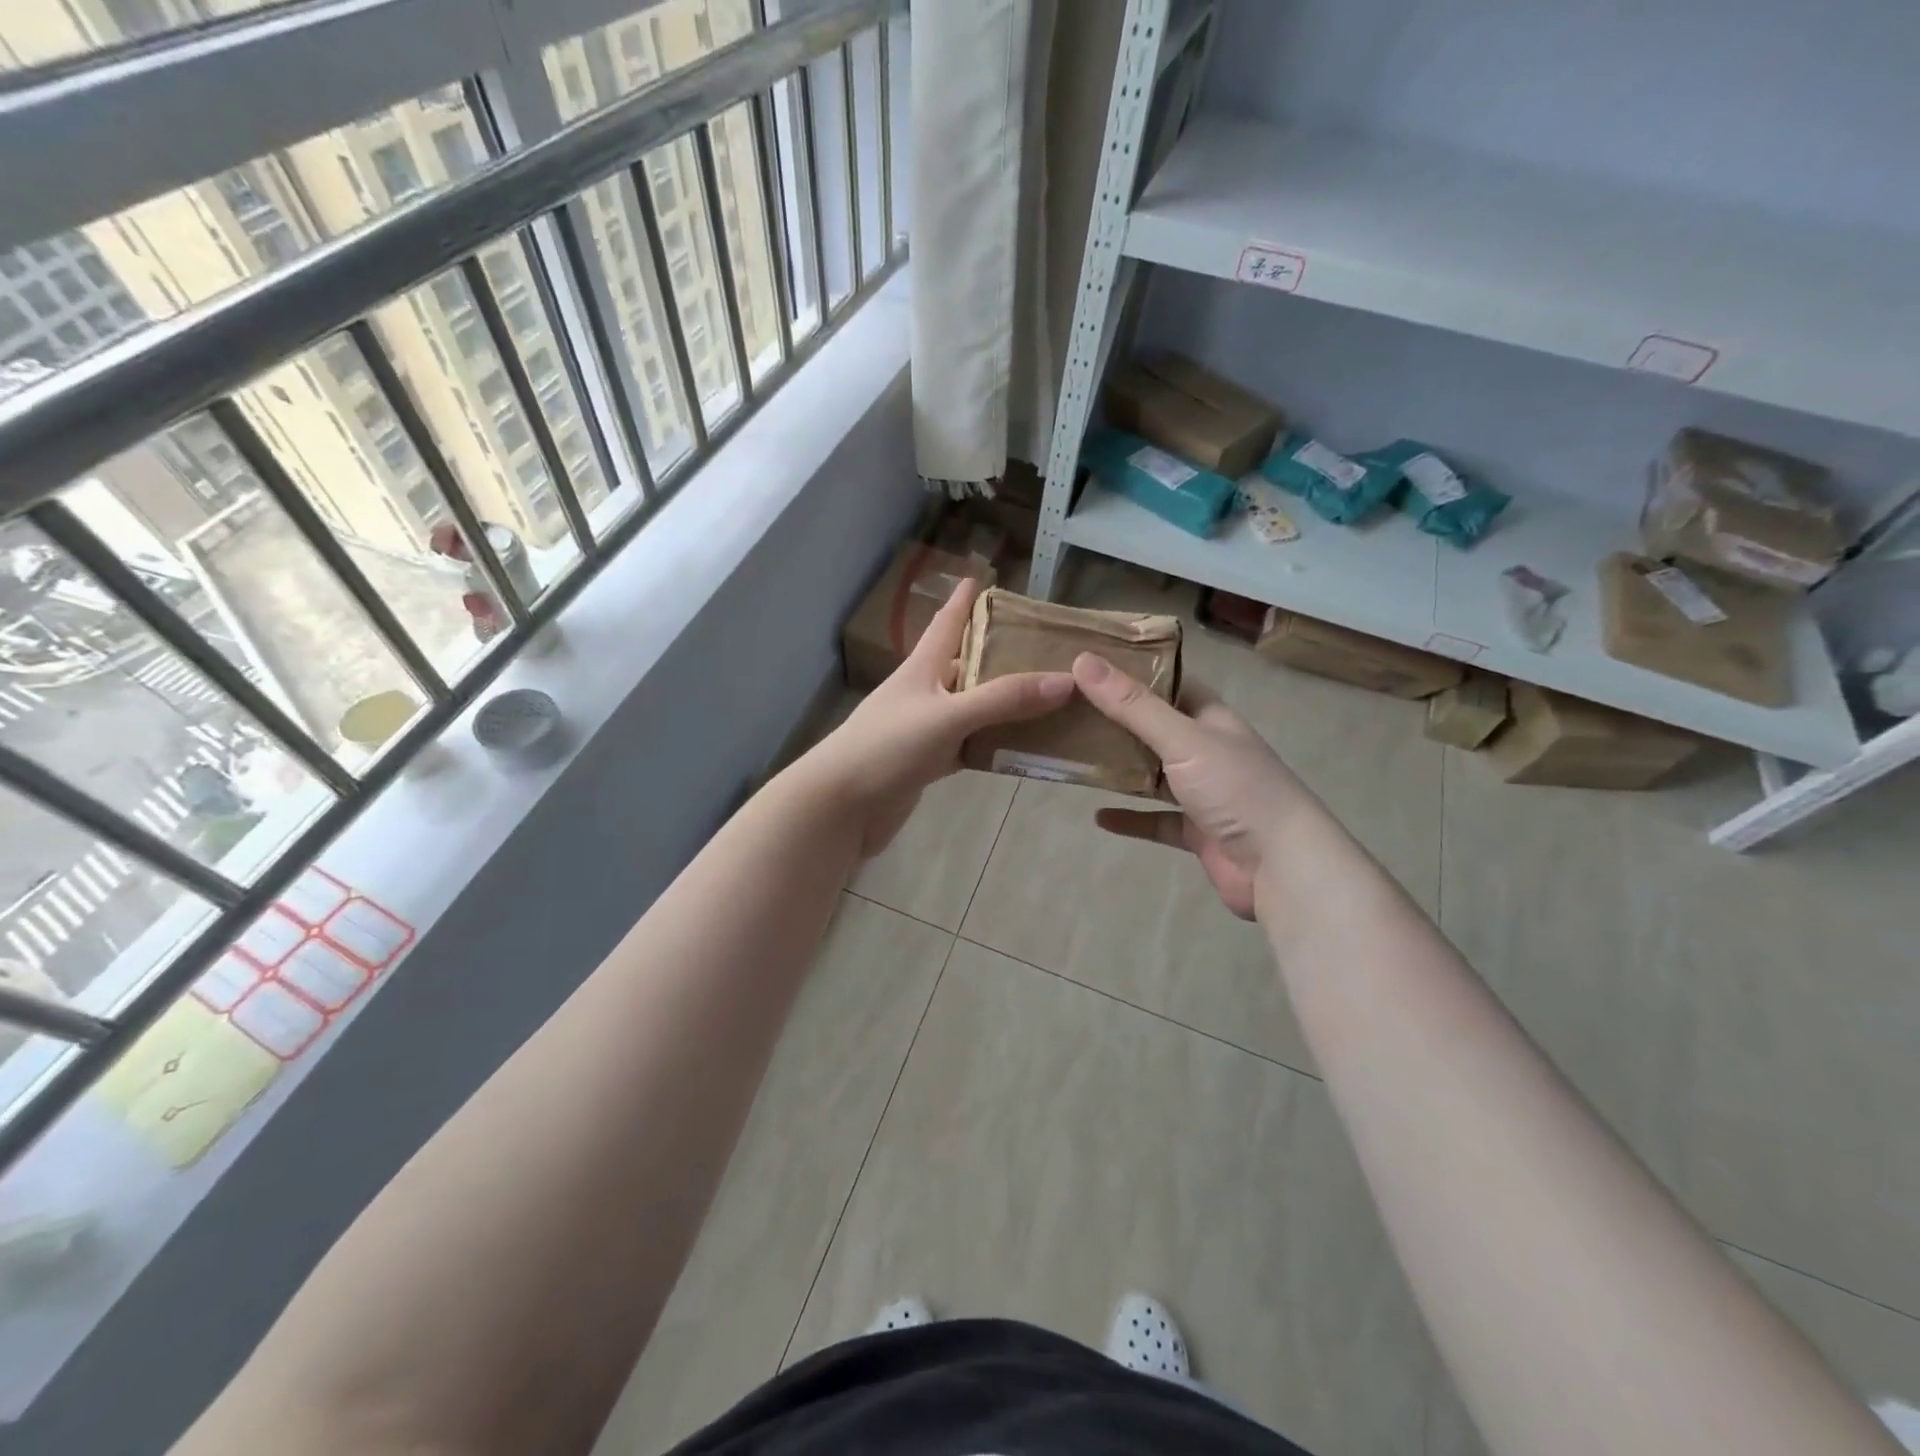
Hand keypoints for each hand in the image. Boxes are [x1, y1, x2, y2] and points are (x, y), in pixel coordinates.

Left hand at [802, 577, 1074, 856]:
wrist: (841, 806)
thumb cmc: (887, 748)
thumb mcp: (948, 716)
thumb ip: (1003, 700)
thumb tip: (1066, 681)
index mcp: (922, 668)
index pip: (947, 623)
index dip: (964, 600)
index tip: (984, 578)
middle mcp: (924, 693)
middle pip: (966, 665)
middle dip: (999, 654)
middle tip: (1044, 647)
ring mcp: (925, 730)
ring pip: (972, 708)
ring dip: (1003, 703)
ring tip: (1048, 695)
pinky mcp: (927, 763)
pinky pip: (969, 746)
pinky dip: (994, 744)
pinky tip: (1022, 746)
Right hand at [1072, 653, 1316, 919]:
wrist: (1282, 867)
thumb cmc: (1236, 789)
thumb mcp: (1182, 740)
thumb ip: (1132, 705)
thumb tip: (1082, 660)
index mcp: (1212, 719)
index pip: (1172, 684)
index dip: (1136, 673)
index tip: (1091, 666)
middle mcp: (1208, 751)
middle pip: (1156, 729)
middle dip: (1118, 721)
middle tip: (1069, 710)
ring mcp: (1203, 793)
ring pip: (1154, 775)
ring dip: (1121, 769)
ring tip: (1076, 757)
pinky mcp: (1196, 832)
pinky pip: (1155, 820)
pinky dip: (1129, 818)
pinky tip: (1098, 816)